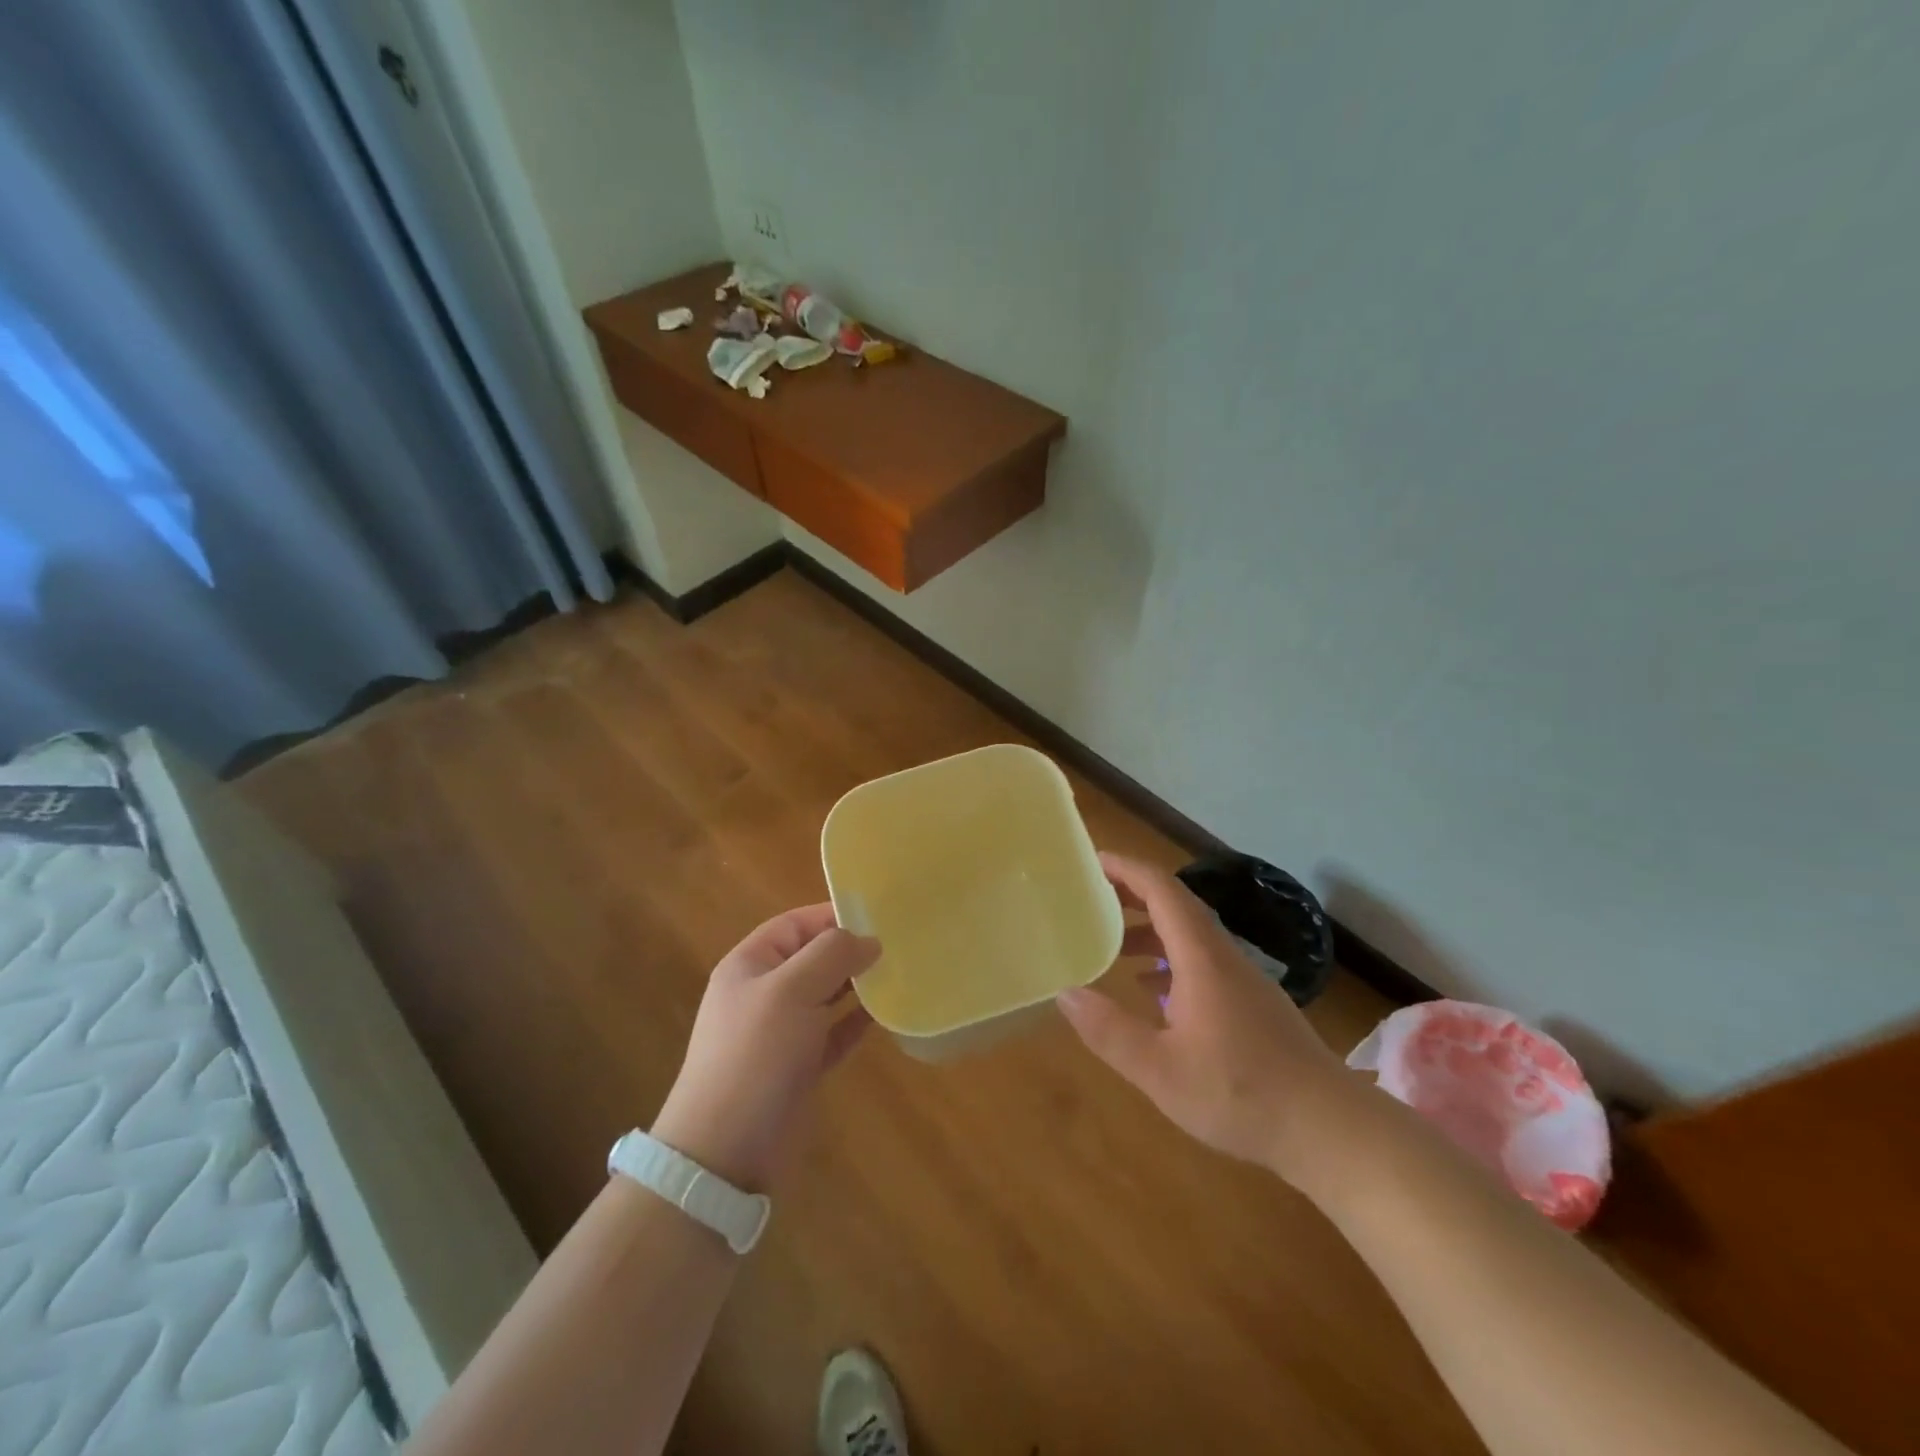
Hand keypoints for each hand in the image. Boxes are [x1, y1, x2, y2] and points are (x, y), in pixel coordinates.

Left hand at [652, 905, 877, 1193]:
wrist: (725, 1153)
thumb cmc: (755, 1055)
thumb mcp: (791, 990)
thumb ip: (832, 955)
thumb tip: (869, 940)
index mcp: (750, 965)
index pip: (795, 924)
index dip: (833, 916)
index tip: (878, 915)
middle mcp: (763, 993)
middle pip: (812, 958)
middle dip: (850, 950)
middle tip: (898, 945)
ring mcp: (780, 1033)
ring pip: (825, 996)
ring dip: (857, 985)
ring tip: (899, 973)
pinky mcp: (797, 1068)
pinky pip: (832, 1034)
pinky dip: (855, 1023)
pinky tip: (884, 1015)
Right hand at [1057, 854, 1359, 1181]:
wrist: (1331, 1129)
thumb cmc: (1241, 1094)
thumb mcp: (1160, 1071)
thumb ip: (1110, 1031)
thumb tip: (1065, 992)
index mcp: (1201, 957)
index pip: (1161, 889)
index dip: (1125, 868)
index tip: (1089, 862)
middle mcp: (1222, 956)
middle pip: (1174, 905)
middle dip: (1130, 895)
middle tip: (1089, 900)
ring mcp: (1242, 980)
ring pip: (1188, 935)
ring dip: (1148, 931)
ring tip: (1109, 946)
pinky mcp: (1251, 1004)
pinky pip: (1201, 962)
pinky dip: (1168, 961)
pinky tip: (1149, 993)